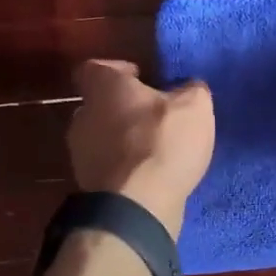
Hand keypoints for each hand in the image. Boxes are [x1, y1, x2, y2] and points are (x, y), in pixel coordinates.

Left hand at [67, 60, 214, 238]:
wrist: (136, 207)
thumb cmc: (162, 144)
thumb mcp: (194, 107)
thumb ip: (192, 90)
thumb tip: (190, 88)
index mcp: (103, 88)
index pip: (95, 68)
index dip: (117, 69)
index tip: (140, 76)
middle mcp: (83, 116)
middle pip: (99, 104)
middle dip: (124, 109)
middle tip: (154, 116)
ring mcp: (80, 154)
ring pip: (101, 138)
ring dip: (124, 141)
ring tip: (156, 150)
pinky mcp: (87, 186)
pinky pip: (108, 168)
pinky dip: (124, 169)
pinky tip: (150, 176)